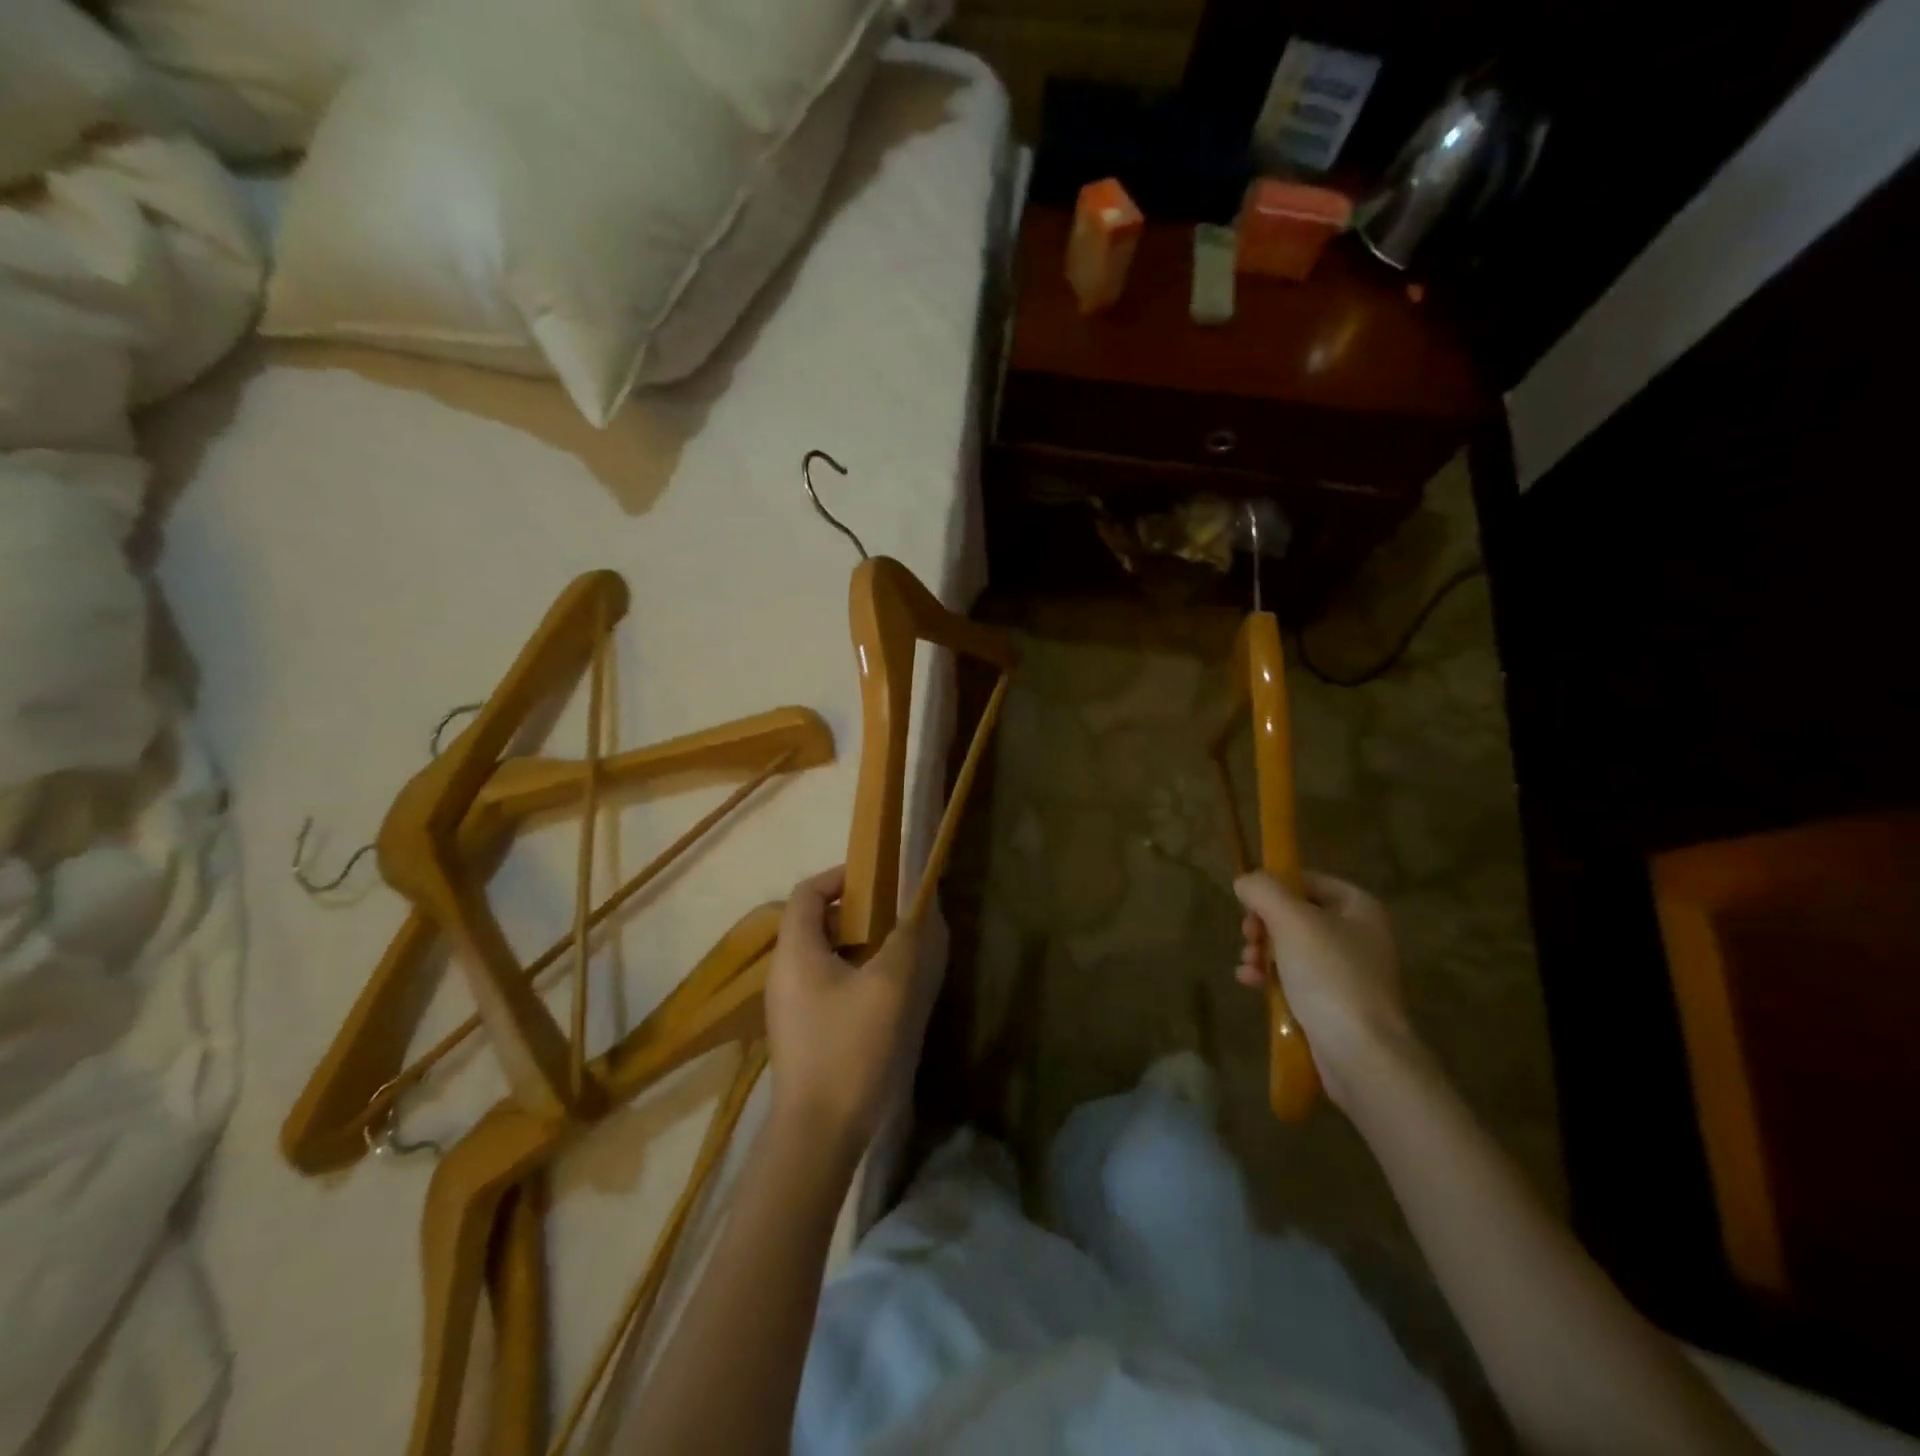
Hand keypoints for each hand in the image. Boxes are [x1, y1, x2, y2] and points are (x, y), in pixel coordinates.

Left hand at [764, 867, 932, 1153]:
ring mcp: (790, 1006)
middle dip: (858, 913)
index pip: (808, 891)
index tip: (880, 879)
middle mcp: (785, 972)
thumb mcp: (889, 987)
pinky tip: (886, 999)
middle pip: (816, 922)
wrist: (818, 1136)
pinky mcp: (802, 1033)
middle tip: (897, 919)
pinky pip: (827, 986)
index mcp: (796, 951)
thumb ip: (909, 939)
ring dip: (860, 946)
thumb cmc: (850, 1050)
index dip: (842, 875)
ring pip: (824, 957)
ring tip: (899, 957)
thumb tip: (924, 906)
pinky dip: (855, 976)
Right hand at [1233, 870, 1415, 1107]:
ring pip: (1290, 947)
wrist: (1360, 1053)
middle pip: (1295, 915)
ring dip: (1261, 951)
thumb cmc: (1329, 975)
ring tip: (1248, 965)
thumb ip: (1263, 890)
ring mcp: (1346, 972)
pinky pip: (1294, 978)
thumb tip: (1245, 882)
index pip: (1306, 880)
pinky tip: (1249, 982)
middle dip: (1263, 924)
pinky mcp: (1333, 1003)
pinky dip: (1269, 976)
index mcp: (1358, 907)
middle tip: (1249, 937)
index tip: (1248, 904)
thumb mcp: (1291, 920)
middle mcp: (1357, 935)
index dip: (1273, 887)